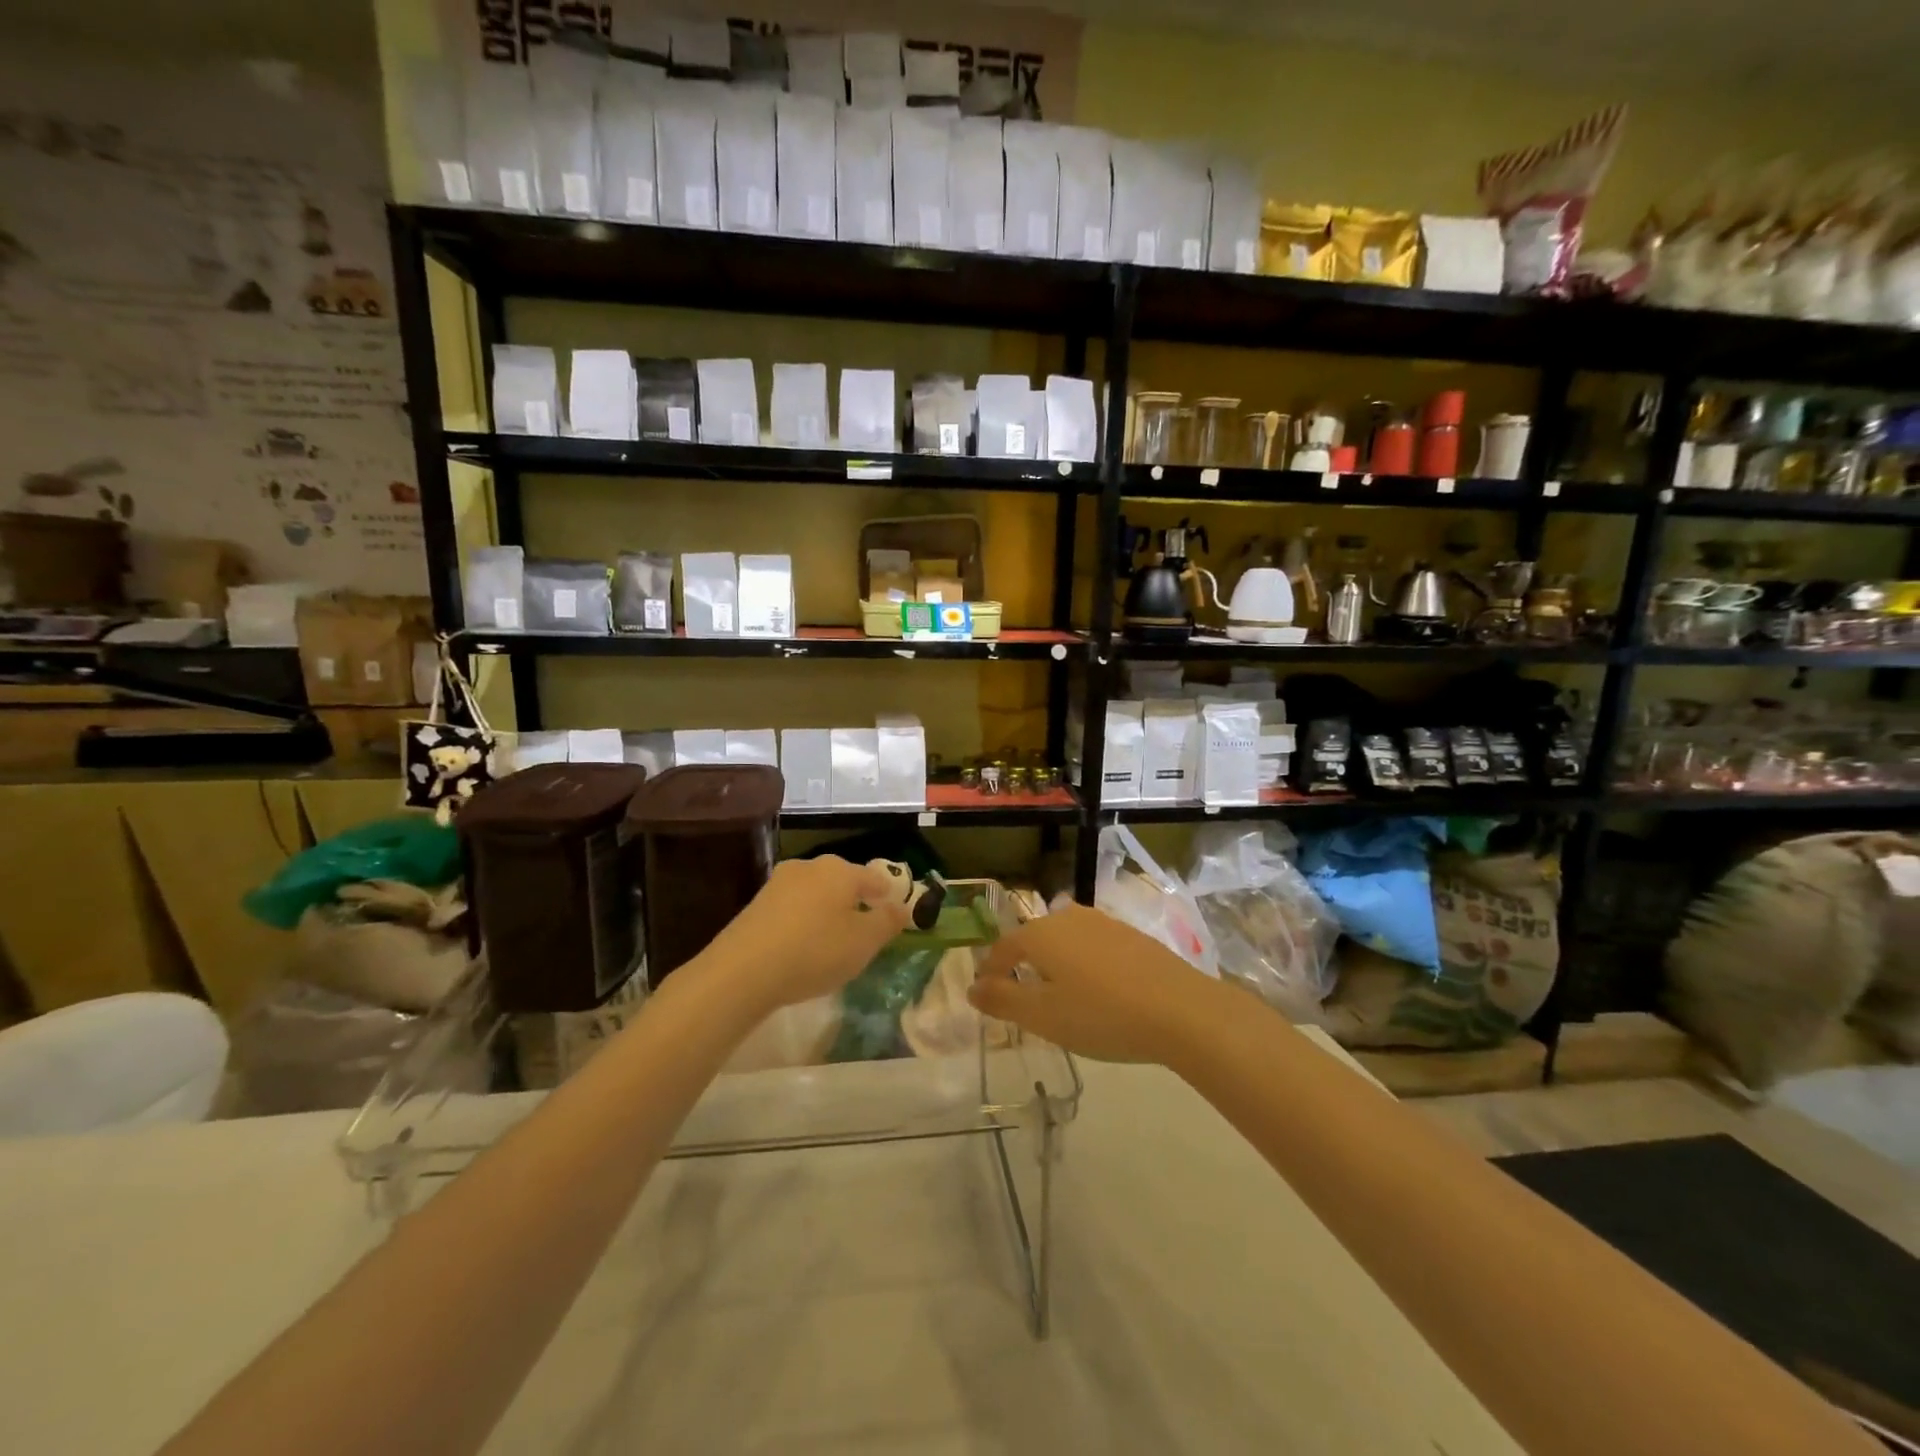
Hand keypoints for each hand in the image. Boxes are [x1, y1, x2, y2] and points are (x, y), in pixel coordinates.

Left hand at [705, 855, 912, 1012]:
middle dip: (856, 902)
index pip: (875, 878)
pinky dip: (804, 923)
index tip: (894, 916)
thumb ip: (888, 922)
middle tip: (865, 931)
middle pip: (843, 882)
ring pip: (816, 894)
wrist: (742, 971)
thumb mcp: (864, 942)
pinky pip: (793, 909)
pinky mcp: (757, 904)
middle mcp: (809, 866)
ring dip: (827, 912)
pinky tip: (803, 947)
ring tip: (833, 942)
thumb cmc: (815, 951)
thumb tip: (902, 906)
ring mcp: (779, 883)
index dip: (888, 896)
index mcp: (840, 870)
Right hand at [967, 903, 1230, 1064]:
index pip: (1003, 948)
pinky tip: (1097, 989)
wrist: (1179, 1009)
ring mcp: (1103, 922)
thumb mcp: (1043, 1016)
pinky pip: (1093, 945)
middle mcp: (1068, 918)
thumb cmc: (1101, 1014)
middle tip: (1021, 997)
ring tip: (1059, 994)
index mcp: (1040, 934)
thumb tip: (972, 987)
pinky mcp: (1131, 934)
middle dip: (1023, 965)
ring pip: (1065, 939)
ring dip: (1055, 963)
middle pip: (1034, 938)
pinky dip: (1083, 963)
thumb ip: (1003, 1000)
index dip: (991, 970)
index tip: (987, 993)